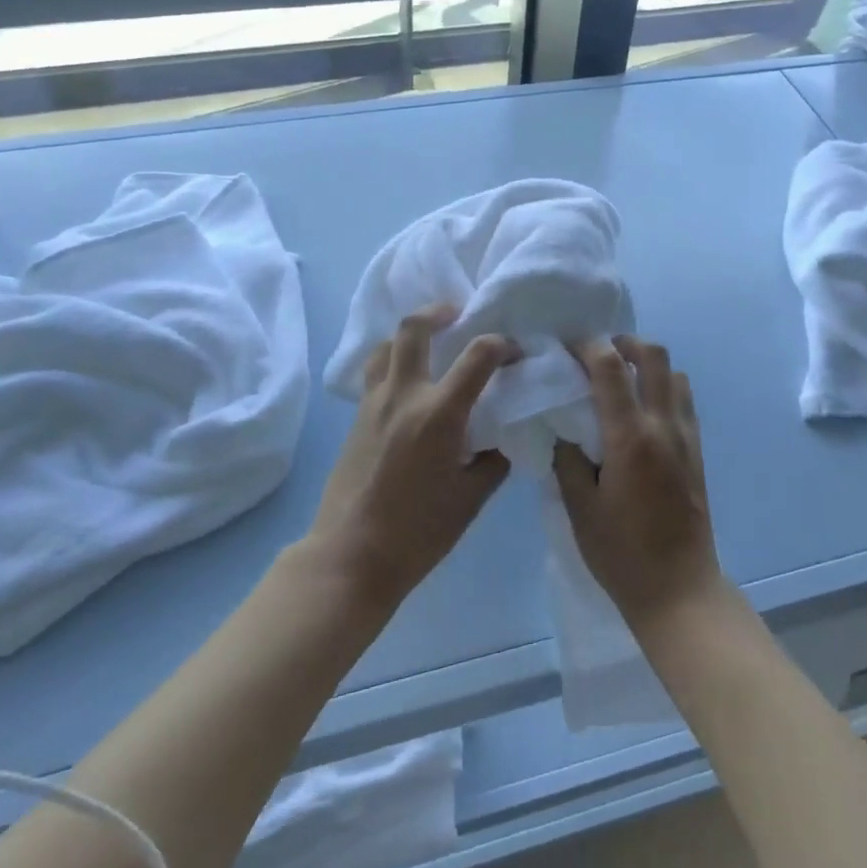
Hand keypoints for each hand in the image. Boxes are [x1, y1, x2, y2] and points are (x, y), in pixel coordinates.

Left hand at [311, 306, 519, 607]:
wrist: (351, 556)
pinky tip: (408, 386)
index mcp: (439, 413)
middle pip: (414, 328)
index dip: (502, 344)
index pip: (478, 355)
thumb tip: (501, 436)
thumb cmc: (419, 531)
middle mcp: (403, 395)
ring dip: (410, 335)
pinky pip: (375, 373)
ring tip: (430, 345)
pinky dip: (394, 363)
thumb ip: (493, 459)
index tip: (515, 352)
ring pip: (386, 345)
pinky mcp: (356, 418)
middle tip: (458, 315)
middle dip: (439, 312)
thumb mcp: (472, 498)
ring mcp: (373, 404)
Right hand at [554, 335, 727, 637]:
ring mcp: (686, 437)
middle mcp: (663, 425)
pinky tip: (642, 411)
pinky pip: (684, 401)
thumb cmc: (621, 552)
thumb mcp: (579, 508)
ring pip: (675, 374)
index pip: (610, 367)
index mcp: (630, 437)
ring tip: (621, 379)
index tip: (567, 346)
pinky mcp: (697, 451)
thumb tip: (564, 428)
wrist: (679, 589)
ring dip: (648, 364)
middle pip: (653, 355)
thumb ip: (568, 459)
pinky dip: (664, 387)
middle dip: (624, 342)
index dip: (587, 346)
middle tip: (599, 353)